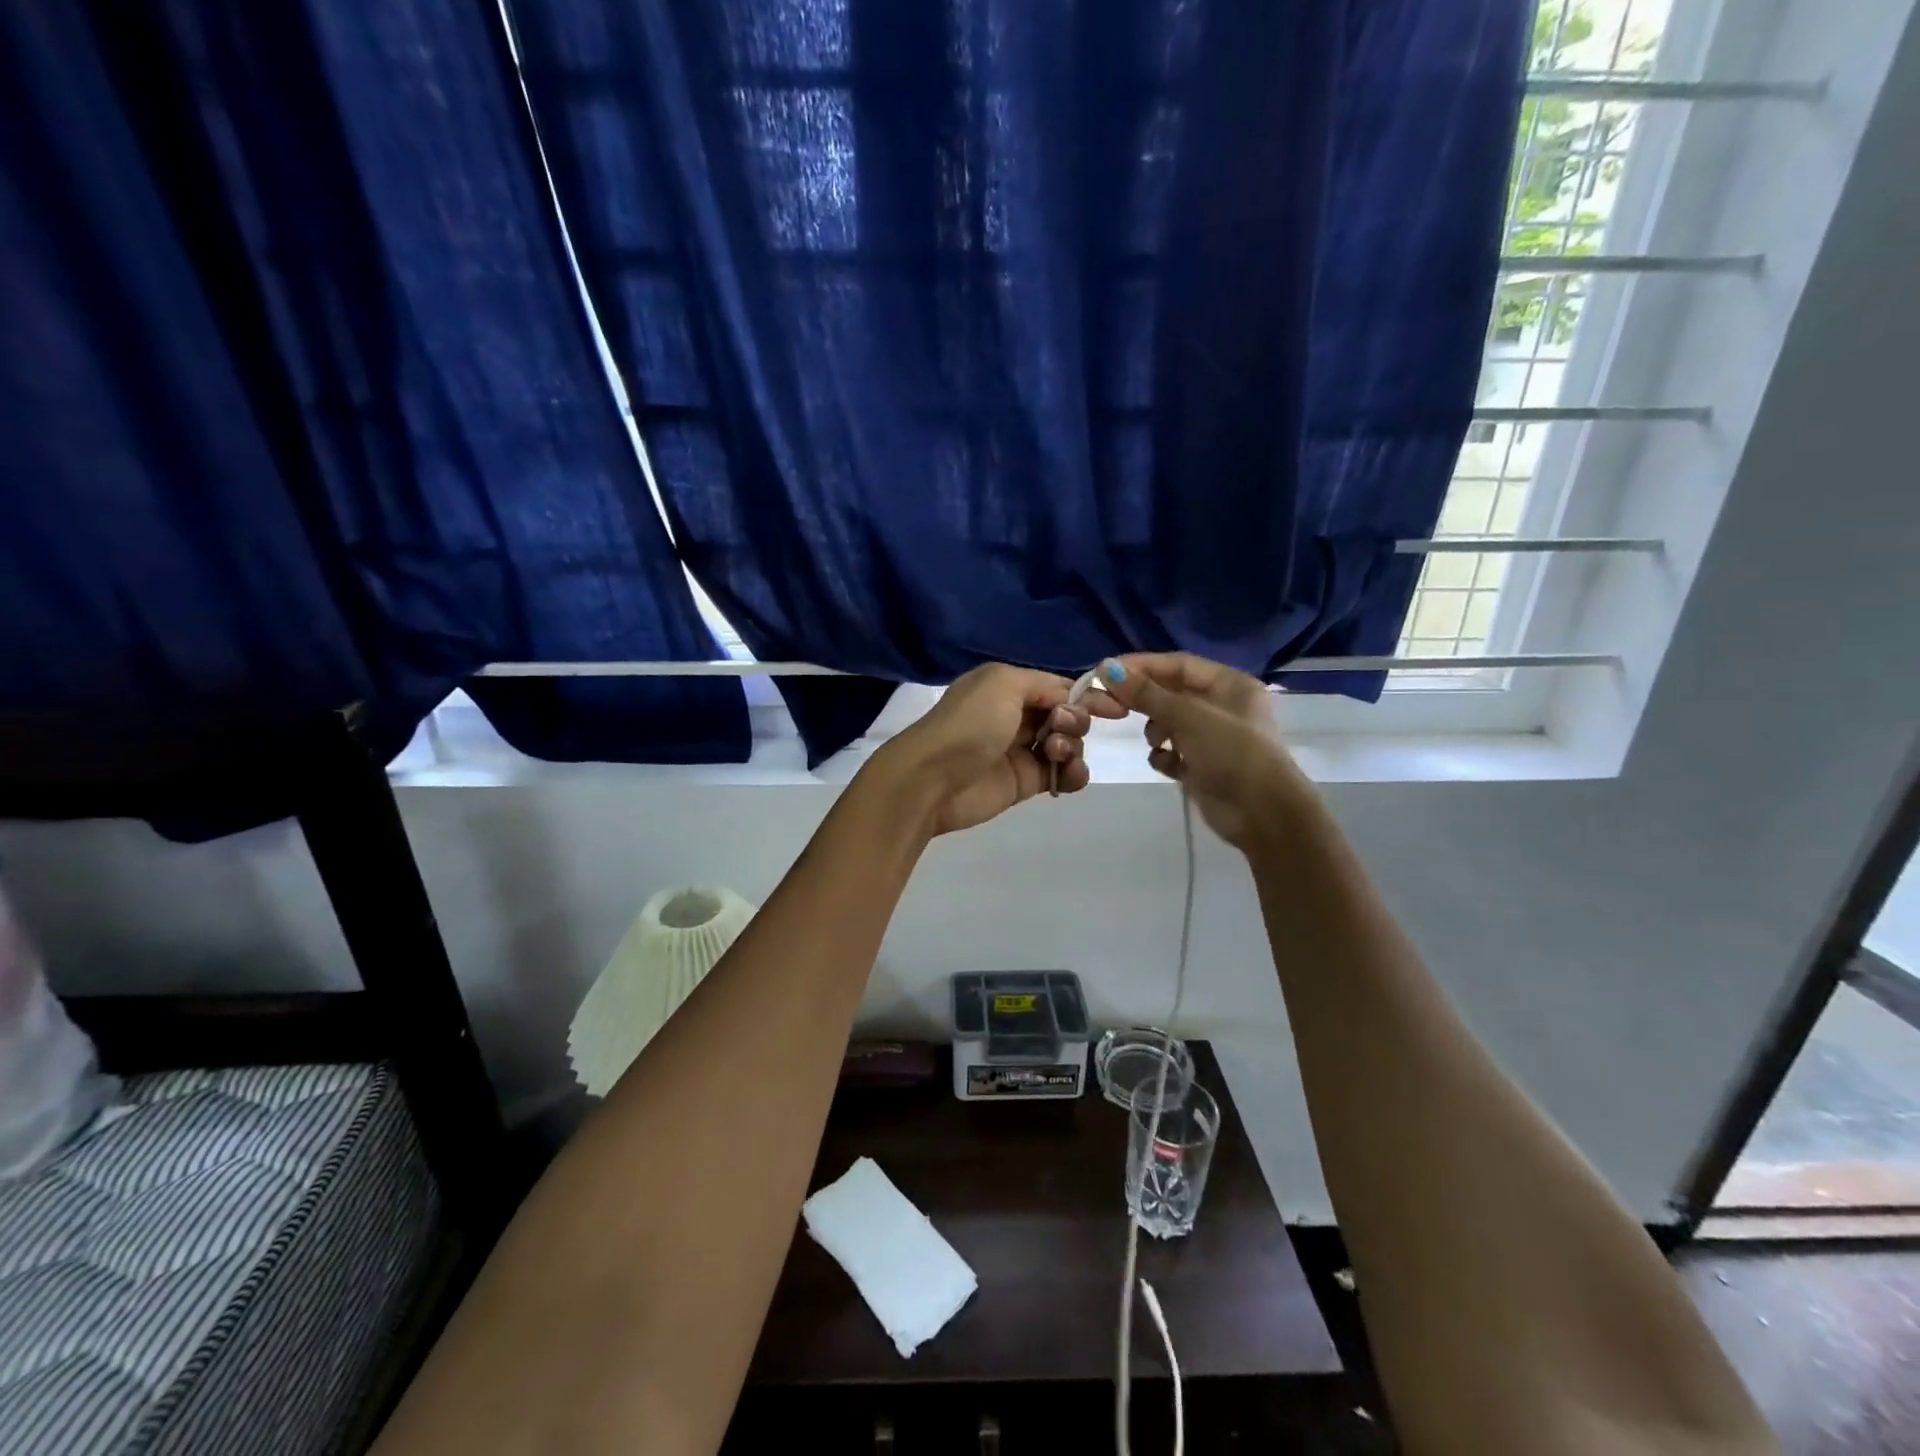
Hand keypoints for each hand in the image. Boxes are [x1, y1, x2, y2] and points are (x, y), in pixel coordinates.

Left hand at [871, 663, 1126, 836]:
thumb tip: (1069, 699)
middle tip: (1060, 728)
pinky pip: (1062, 774)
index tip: (1116, 707)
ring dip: (1073, 746)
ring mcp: (1021, 750)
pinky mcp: (1024, 783)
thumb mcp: (1004, 684)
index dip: (1086, 695)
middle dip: (1074, 719)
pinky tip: (1068, 774)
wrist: (933, 780)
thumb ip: (1044, 685)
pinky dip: (1073, 773)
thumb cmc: (969, 724)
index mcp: (1007, 686)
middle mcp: (1015, 715)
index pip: (1057, 686)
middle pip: (1066, 714)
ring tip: (1054, 753)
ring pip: (1068, 744)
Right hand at [1099, 652, 1305, 852]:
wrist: (1261, 813)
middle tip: (1111, 705)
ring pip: (1170, 723)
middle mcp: (1223, 706)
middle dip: (1145, 700)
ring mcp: (1214, 738)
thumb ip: (1146, 693)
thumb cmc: (1230, 752)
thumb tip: (1105, 667)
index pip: (1178, 664)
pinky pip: (1174, 752)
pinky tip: (1167, 765)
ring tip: (1156, 742)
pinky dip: (1165, 756)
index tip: (1106, 672)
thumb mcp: (1187, 716)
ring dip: (1155, 731)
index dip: (1142, 666)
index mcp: (1230, 684)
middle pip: (1172, 693)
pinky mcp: (1204, 766)